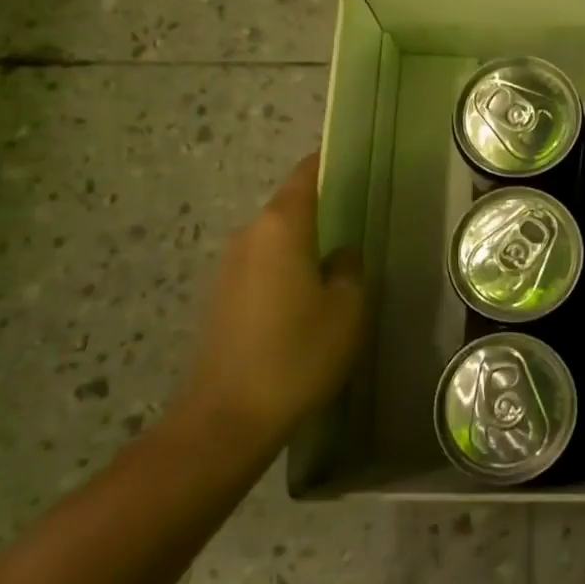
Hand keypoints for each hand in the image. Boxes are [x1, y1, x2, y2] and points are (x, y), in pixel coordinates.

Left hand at [176, 153, 366, 453]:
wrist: (226, 420)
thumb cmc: (297, 354)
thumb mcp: (348, 309)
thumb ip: (351, 268)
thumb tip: (341, 253)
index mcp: (282, 226)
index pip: (307, 174)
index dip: (332, 163)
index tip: (359, 164)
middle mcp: (249, 235)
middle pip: (291, 206)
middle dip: (324, 209)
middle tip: (362, 221)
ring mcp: (229, 267)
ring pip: (277, 238)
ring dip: (305, 243)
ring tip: (340, 263)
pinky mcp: (221, 298)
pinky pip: (263, 266)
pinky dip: (287, 269)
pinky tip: (308, 299)